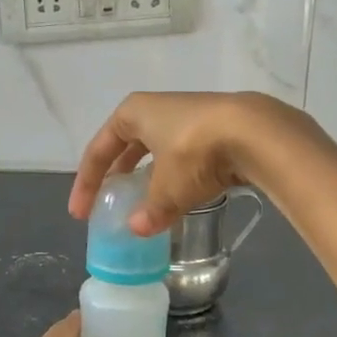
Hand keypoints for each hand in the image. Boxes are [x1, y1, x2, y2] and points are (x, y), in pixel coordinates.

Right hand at [69, 91, 303, 236]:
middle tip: (107, 201)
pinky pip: (183, 154)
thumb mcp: (167, 189)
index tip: (80, 213)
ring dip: (147, 175)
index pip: (98, 149)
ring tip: (142, 201)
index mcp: (133, 113)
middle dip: (116, 174)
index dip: (87, 183)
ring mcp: (187, 115)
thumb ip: (151, 211)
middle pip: (125, 145)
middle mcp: (156, 108)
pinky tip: (179, 194)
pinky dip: (174, 175)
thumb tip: (138, 229)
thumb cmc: (194, 153)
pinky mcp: (215, 127)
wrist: (256, 133)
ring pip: (156, 149)